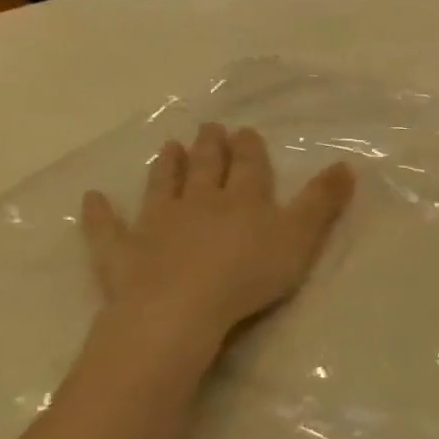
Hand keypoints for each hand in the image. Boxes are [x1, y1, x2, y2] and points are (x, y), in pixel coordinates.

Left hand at [80, 123, 354, 353]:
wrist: (179, 310)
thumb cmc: (250, 273)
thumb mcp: (302, 235)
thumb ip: (323, 200)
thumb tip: (346, 164)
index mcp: (244, 199)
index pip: (248, 166)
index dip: (248, 148)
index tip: (245, 131)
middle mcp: (199, 202)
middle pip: (205, 169)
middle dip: (209, 148)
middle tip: (208, 128)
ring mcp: (156, 225)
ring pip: (162, 187)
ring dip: (166, 167)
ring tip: (168, 147)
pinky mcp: (121, 252)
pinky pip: (106, 228)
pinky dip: (98, 212)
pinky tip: (92, 198)